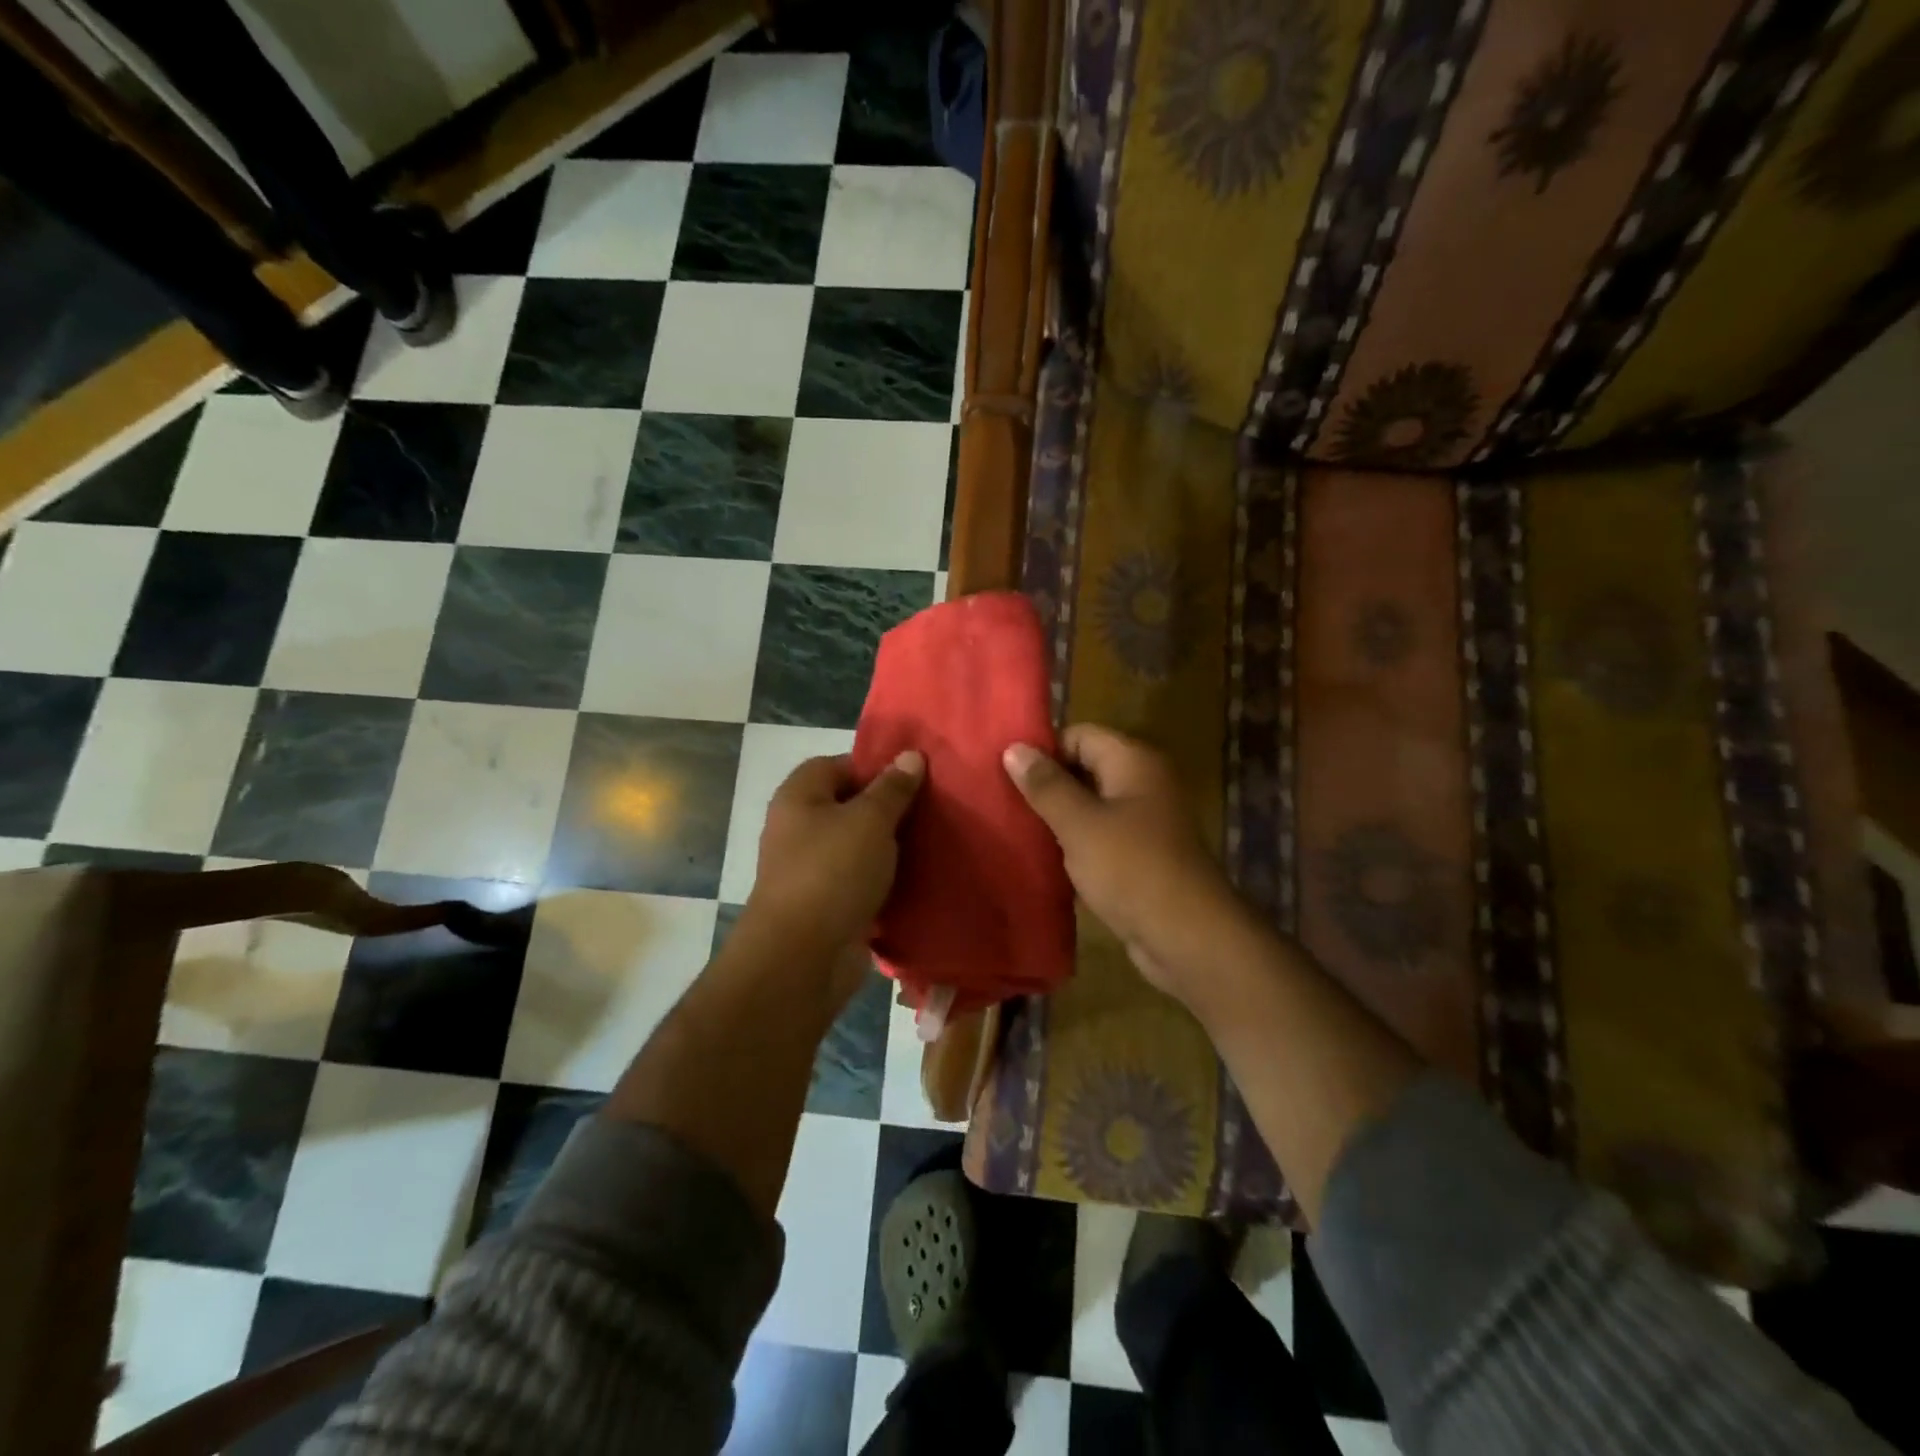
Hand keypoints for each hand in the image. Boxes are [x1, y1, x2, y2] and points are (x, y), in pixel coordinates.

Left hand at [742, 751, 924, 984]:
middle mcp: (800, 829)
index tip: (914, 778)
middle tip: (933, 810)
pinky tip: (921, 880)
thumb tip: (911, 756)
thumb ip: (893, 788)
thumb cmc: (832, 872)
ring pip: (860, 847)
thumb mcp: (870, 820)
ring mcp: (812, 870)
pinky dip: (887, 882)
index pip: (838, 765)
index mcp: (800, 798)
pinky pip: (863, 883)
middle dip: (890, 810)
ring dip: (892, 849)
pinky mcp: (828, 906)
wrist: (802, 958)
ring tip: (936, 842)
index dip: (875, 767)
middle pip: (850, 807)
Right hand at [1003, 726, 1249, 999]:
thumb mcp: (1079, 823)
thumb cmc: (1131, 868)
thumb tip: (1013, 748)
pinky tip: (1041, 858)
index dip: (1043, 750)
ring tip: (1012, 828)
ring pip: (1089, 806)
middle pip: (1084, 768)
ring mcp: (1144, 821)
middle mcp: (1142, 783)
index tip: (1004, 772)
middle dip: (1046, 784)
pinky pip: (1099, 836)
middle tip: (1001, 801)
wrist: (1187, 936)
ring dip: (1056, 817)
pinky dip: (1073, 844)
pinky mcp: (1140, 855)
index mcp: (1134, 762)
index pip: (1079, 735)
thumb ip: (1045, 785)